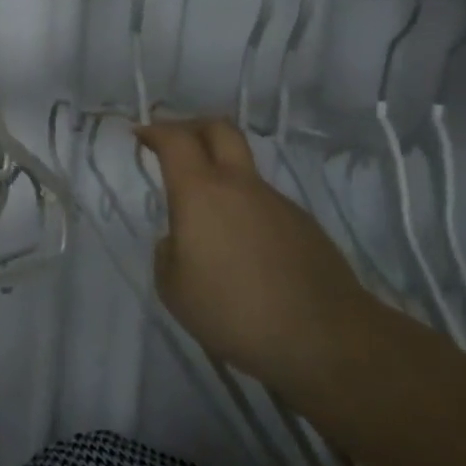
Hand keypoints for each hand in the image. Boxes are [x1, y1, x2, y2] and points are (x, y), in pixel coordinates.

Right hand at [135, 118, 366, 386]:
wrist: (326, 339)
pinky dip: (244, 210)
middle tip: (173, 141)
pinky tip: (242, 250)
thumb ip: (168, 254)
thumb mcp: (174, 289)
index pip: (175, 140)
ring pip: (243, 170)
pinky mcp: (304, 226)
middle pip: (219, 129)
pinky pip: (264, 204)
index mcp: (201, 193)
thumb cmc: (235, 311)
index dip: (155, 131)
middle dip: (192, 126)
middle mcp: (240, 186)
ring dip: (220, 175)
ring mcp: (277, 203)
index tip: (140, 135)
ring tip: (206, 217)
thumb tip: (180, 240)